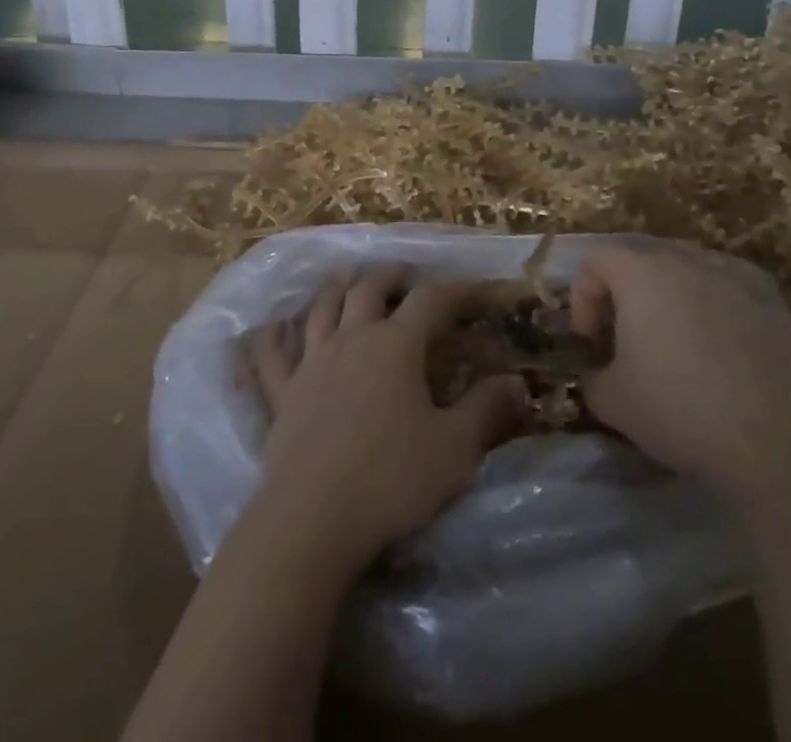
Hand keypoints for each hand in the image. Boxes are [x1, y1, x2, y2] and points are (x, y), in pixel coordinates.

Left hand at [250, 269, 526, 571]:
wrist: (313, 517)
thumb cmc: (391, 479)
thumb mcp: (454, 449)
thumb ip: (486, 410)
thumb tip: (517, 382)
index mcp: (395, 346)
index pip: (430, 302)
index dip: (456, 290)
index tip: (477, 289)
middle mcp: (352, 339)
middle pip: (368, 290)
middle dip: (390, 277)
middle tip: (404, 273)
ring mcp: (312, 362)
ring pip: (322, 309)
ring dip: (337, 287)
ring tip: (347, 277)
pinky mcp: (283, 392)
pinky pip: (273, 355)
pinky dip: (274, 335)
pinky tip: (273, 325)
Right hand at [570, 241, 790, 500]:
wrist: (771, 448)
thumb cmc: (677, 411)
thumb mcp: (609, 399)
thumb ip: (590, 374)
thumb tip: (597, 372)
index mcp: (640, 271)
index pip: (595, 262)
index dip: (582, 298)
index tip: (589, 342)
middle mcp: (685, 260)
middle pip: (639, 256)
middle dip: (621, 289)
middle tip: (620, 333)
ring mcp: (732, 276)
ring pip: (685, 266)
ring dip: (666, 291)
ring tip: (669, 333)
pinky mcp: (771, 302)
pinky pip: (728, 283)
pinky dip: (712, 298)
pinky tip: (716, 333)